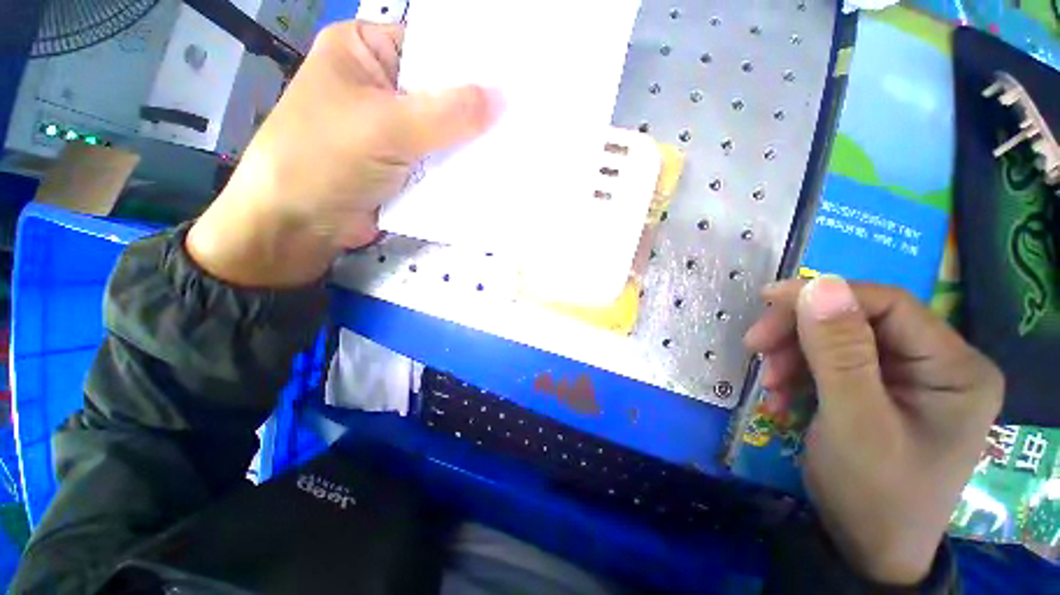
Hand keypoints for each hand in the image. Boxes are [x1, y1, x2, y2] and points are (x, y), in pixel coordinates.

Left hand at [187, 21, 495, 286]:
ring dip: (471, 142)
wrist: (300, 224)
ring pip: (443, 130)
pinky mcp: (404, 164)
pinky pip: (440, 159)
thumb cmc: (326, 159)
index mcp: (366, 50)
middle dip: (476, 108)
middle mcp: (382, 85)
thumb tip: (502, 100)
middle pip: (440, 91)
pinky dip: (460, 166)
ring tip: (516, 144)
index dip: (471, 63)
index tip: (513, 79)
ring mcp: (394, 129)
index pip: (432, 47)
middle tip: (522, 116)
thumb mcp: (387, 127)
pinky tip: (491, 169)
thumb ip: (447, 114)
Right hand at [745, 276, 1002, 584]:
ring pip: (839, 339)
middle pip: (859, 320)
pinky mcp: (882, 389)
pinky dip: (799, 373)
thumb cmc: (873, 493)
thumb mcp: (854, 423)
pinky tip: (782, 396)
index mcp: (956, 368)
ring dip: (794, 355)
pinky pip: (833, 363)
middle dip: (800, 332)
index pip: (888, 305)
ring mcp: (910, 377)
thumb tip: (819, 284)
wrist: (867, 548)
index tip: (766, 300)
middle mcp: (939, 364)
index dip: (825, 295)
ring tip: (769, 385)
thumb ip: (840, 353)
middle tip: (755, 348)